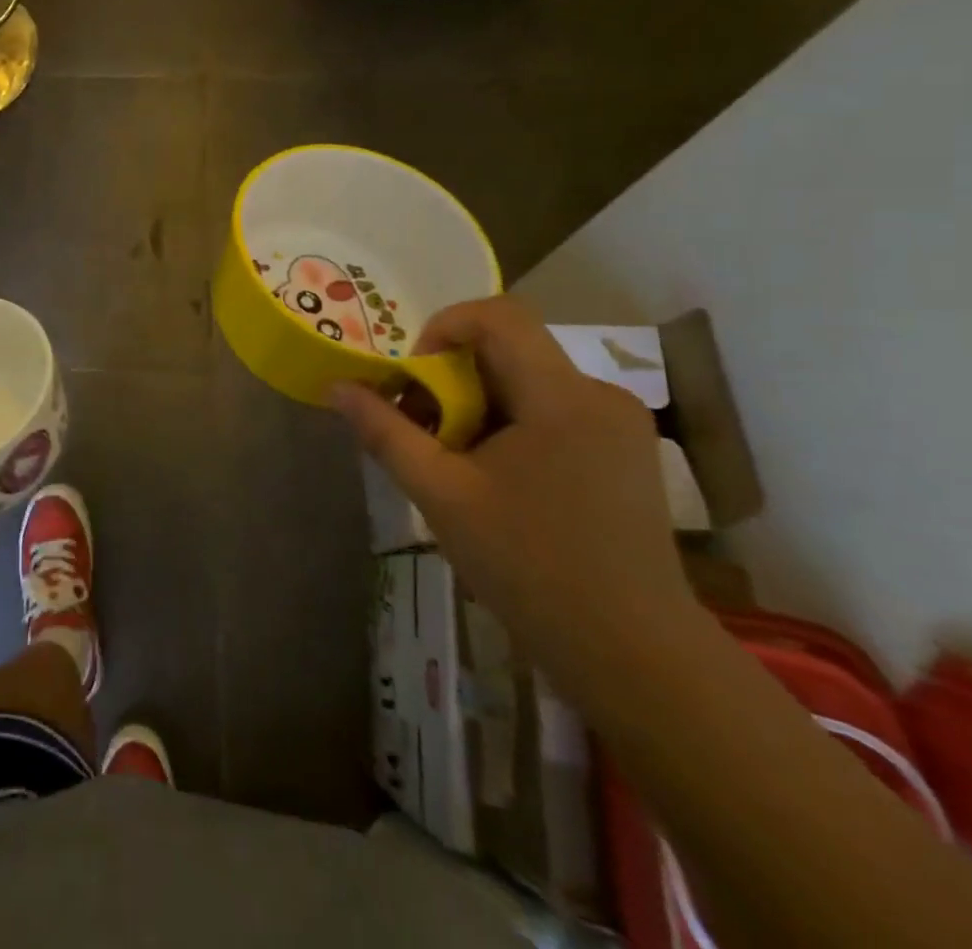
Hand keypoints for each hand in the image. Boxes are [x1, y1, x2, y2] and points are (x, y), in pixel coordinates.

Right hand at [333, 297, 694, 694]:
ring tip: (453, 461)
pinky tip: (495, 477)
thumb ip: (385, 432)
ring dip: (477, 404)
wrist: (634, 654)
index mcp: (562, 396)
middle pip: (508, 350)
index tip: (415, 379)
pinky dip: (509, 423)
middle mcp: (599, 394)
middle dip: (451, 378)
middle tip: (422, 429)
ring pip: (527, 381)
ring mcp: (620, 424)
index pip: (497, 316)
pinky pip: (552, 409)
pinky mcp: (625, 452)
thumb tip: (337, 388)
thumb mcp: (441, 495)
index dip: (442, 328)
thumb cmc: (529, 567)